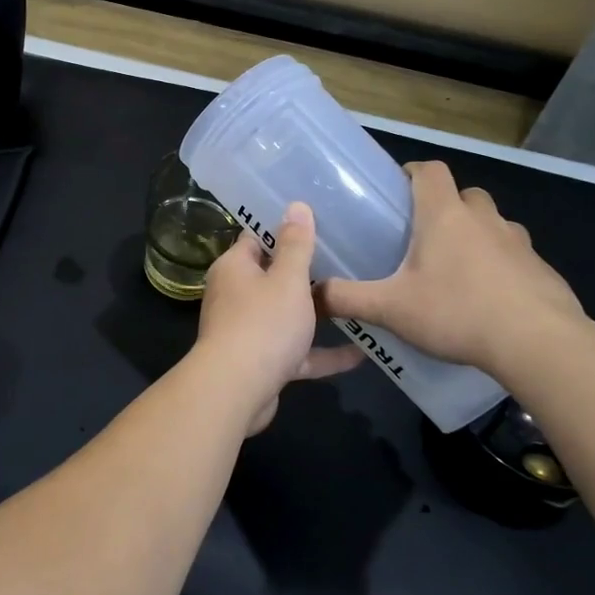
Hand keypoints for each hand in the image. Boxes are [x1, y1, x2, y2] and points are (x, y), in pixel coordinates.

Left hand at [194, 202, 361, 432]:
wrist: (236, 390)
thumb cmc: (262, 324)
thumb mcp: (287, 279)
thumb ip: (296, 244)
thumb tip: (295, 205)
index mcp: (234, 268)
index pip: (256, 239)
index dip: (283, 230)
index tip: (317, 223)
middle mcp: (235, 296)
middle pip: (272, 277)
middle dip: (305, 273)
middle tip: (347, 259)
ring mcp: (247, 331)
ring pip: (285, 316)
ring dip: (316, 314)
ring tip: (356, 302)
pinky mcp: (261, 363)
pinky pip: (296, 352)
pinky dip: (322, 353)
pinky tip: (361, 354)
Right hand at [316, 161, 584, 378]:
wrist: (539, 344)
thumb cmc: (457, 312)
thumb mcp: (390, 309)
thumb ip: (346, 298)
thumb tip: (310, 294)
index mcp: (444, 216)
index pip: (430, 171)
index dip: (413, 172)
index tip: (398, 188)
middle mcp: (484, 219)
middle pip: (465, 194)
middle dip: (445, 205)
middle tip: (422, 234)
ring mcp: (519, 243)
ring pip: (493, 223)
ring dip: (475, 233)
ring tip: (455, 267)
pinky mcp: (542, 270)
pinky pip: (515, 255)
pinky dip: (500, 265)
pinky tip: (487, 298)